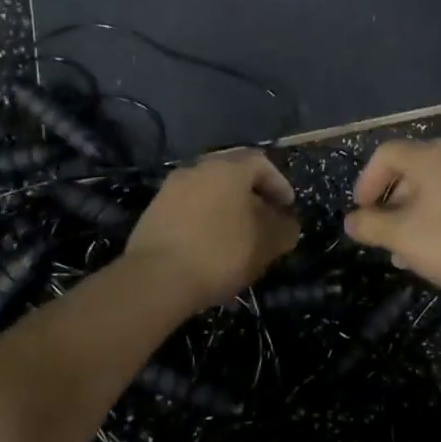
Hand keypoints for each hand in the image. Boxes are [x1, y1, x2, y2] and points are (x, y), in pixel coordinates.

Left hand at [125, 150, 299, 307]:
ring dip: (225, 207)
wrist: (156, 278)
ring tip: (236, 236)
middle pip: (231, 173)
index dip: (278, 183)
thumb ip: (284, 229)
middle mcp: (198, 169)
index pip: (260, 162)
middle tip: (263, 217)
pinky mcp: (153, 212)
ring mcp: (171, 189)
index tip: (287, 207)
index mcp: (228, 168)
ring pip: (207, 190)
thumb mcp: (266, 244)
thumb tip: (286, 223)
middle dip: (250, 193)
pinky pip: (188, 208)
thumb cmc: (220, 253)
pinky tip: (208, 246)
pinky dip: (203, 220)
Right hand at [344, 140, 440, 300]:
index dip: (367, 181)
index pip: (386, 154)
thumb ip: (373, 227)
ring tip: (417, 255)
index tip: (362, 213)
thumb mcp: (406, 238)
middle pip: (415, 171)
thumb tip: (351, 220)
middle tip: (388, 240)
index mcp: (429, 156)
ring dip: (422, 217)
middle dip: (395, 205)